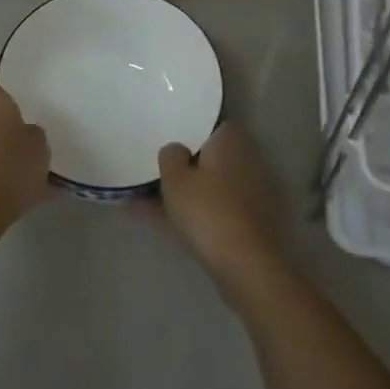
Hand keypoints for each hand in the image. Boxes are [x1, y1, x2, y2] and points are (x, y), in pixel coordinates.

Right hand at [158, 123, 287, 303]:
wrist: (246, 265)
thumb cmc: (208, 210)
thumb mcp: (175, 178)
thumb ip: (170, 155)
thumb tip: (176, 149)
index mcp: (230, 141)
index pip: (211, 122)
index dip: (189, 127)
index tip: (168, 134)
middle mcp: (244, 161)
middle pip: (208, 156)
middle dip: (183, 164)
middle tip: (153, 168)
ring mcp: (248, 194)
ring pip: (207, 185)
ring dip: (181, 192)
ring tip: (141, 199)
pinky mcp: (246, 223)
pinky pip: (210, 208)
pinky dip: (189, 213)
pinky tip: (158, 222)